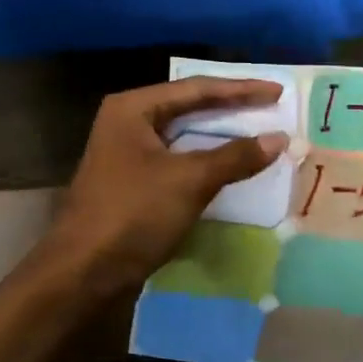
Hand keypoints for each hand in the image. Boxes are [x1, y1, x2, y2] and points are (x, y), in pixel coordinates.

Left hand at [39, 77, 288, 301]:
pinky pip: (179, 161)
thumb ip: (236, 156)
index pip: (197, 89)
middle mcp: (128, 122)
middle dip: (232, 110)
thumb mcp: (189, 181)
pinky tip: (231, 167)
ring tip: (259, 134)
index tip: (277, 92)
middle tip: (272, 108)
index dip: (241, 90)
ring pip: (185, 136)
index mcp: (134, 108)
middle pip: (190, 108)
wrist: (83, 273)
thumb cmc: (133, 214)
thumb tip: (279, 139)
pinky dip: (207, 161)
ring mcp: (128, 154)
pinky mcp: (133, 183)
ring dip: (221, 137)